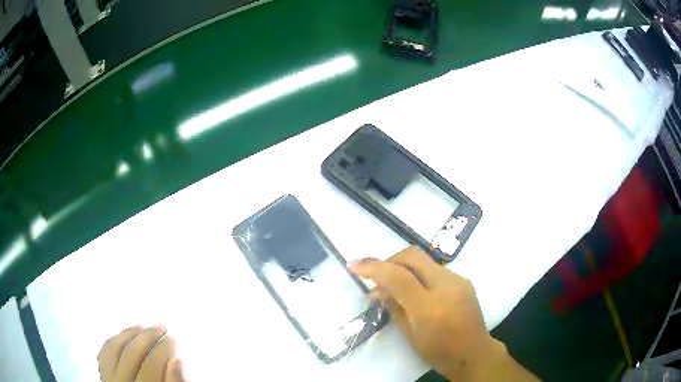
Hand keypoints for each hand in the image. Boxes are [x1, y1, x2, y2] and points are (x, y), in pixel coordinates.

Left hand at [98, 325, 184, 381]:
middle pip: (131, 353)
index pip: (150, 365)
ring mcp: (107, 379)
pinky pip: (104, 352)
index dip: (163, 350)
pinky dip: (114, 340)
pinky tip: (123, 335)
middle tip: (162, 326)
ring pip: (114, 348)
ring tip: (143, 325)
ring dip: (129, 333)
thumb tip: (177, 360)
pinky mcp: (102, 376)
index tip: (174, 338)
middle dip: (148, 336)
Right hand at [350, 246, 537, 381]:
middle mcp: (446, 286)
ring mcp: (458, 280)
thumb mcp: (410, 335)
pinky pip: (435, 269)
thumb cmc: (439, 352)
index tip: (353, 265)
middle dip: (390, 260)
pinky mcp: (463, 280)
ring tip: (395, 287)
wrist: (474, 353)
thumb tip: (377, 289)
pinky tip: (416, 291)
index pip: (397, 276)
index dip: (373, 267)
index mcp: (429, 307)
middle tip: (378, 277)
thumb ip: (394, 307)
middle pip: (413, 255)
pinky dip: (419, 274)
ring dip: (404, 267)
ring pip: (424, 260)